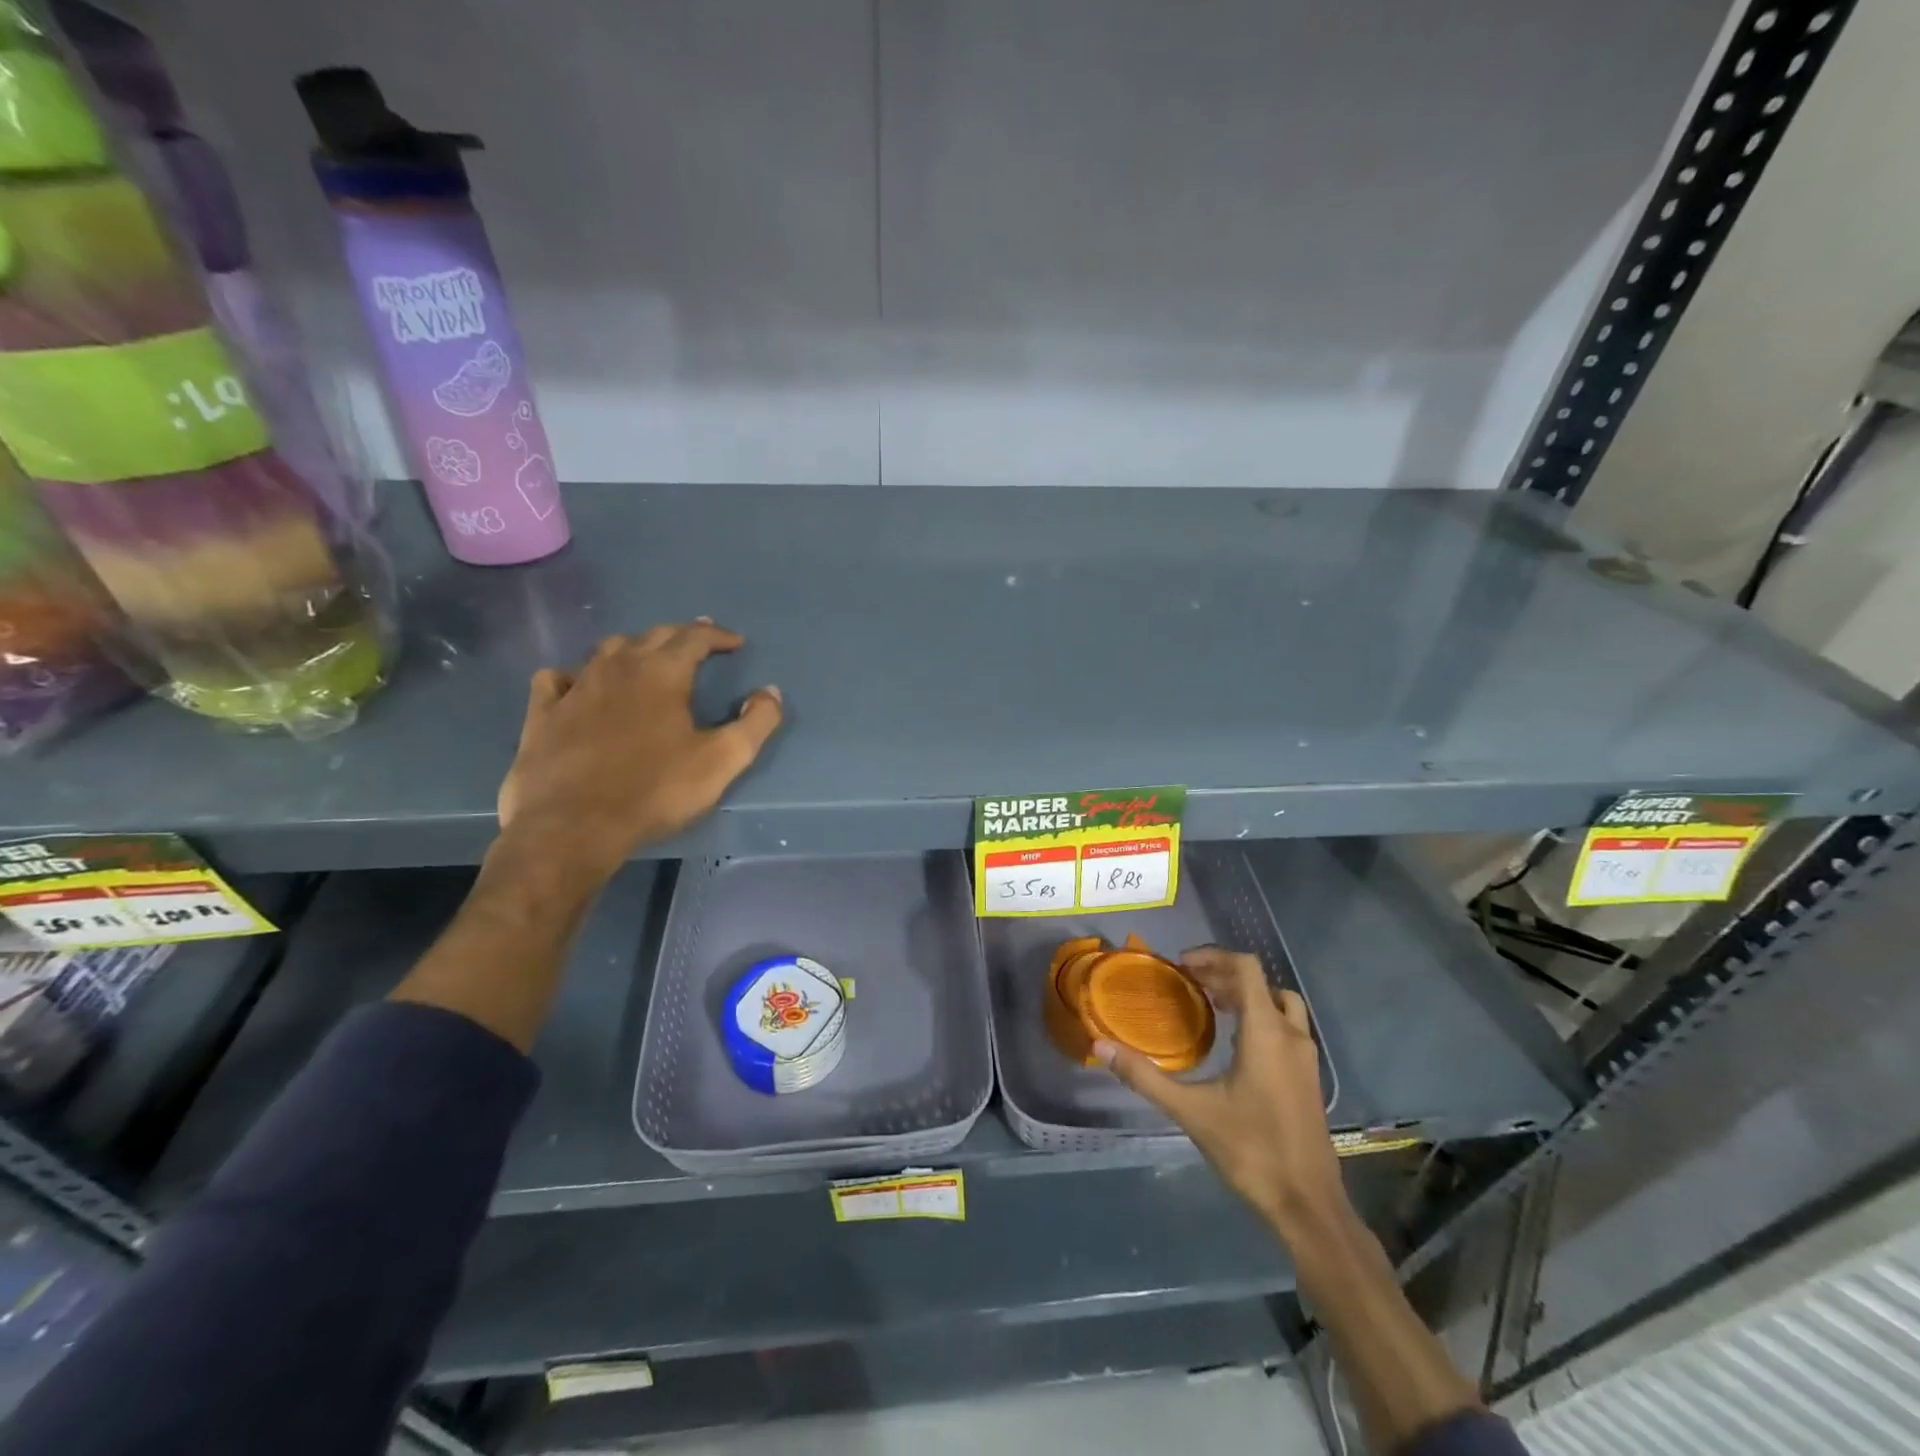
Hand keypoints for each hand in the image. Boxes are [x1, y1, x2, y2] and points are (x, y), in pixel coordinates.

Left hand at [496, 622, 782, 887]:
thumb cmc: (655, 791)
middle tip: (697, 643)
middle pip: (652, 636)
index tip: (735, 643)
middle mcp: (617, 667)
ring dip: (633, 649)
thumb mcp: (722, 761)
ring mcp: (575, 687)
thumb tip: (769, 691)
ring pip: (606, 650)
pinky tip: (578, 686)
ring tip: (646, 660)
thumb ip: (756, 723)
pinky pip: (557, 678)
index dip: (718, 636)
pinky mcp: (542, 713)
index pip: (695, 637)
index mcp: (662, 673)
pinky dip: (574, 675)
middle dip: (680, 635)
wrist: (572, 826)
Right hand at [1098, 947, 1348, 1241]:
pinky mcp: (1309, 1077)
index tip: (1182, 966)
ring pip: (1280, 1004)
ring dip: (1247, 996)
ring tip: (1213, 1005)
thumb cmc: (1251, 1150)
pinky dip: (1261, 1017)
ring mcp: (1306, 1058)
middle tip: (1190, 983)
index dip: (1214, 956)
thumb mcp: (1191, 1111)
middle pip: (1261, 983)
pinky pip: (1287, 1027)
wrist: (1308, 1205)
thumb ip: (1145, 1076)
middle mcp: (1291, 1035)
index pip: (1246, 968)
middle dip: (1224, 975)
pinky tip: (1235, 1045)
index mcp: (1266, 1032)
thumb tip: (1101, 1046)